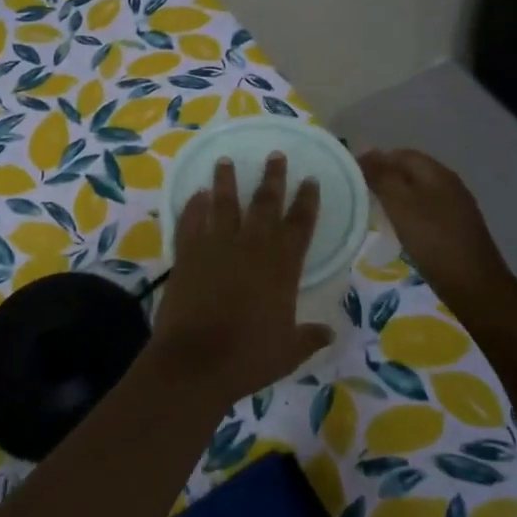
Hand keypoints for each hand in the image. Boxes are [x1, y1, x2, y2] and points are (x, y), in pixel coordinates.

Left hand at [150, 154, 333, 408]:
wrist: (195, 362)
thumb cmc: (248, 357)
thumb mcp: (289, 352)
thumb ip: (309, 337)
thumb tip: (329, 333)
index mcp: (281, 266)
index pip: (300, 224)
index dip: (307, 201)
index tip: (311, 180)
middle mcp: (251, 247)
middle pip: (265, 203)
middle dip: (272, 177)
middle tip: (275, 155)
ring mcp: (216, 246)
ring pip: (224, 203)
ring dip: (226, 180)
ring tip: (225, 160)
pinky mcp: (187, 254)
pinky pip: (191, 221)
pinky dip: (194, 206)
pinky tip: (197, 194)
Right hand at [358, 149, 512, 306]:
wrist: (475, 286)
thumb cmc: (433, 241)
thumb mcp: (400, 205)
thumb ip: (382, 177)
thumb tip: (366, 153)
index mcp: (437, 173)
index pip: (401, 154)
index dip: (375, 160)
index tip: (352, 177)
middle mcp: (449, 184)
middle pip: (411, 171)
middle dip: (385, 178)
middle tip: (361, 195)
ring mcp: (456, 207)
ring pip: (419, 192)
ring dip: (397, 197)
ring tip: (376, 212)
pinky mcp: (458, 229)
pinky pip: (427, 211)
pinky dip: (410, 214)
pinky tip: (401, 230)